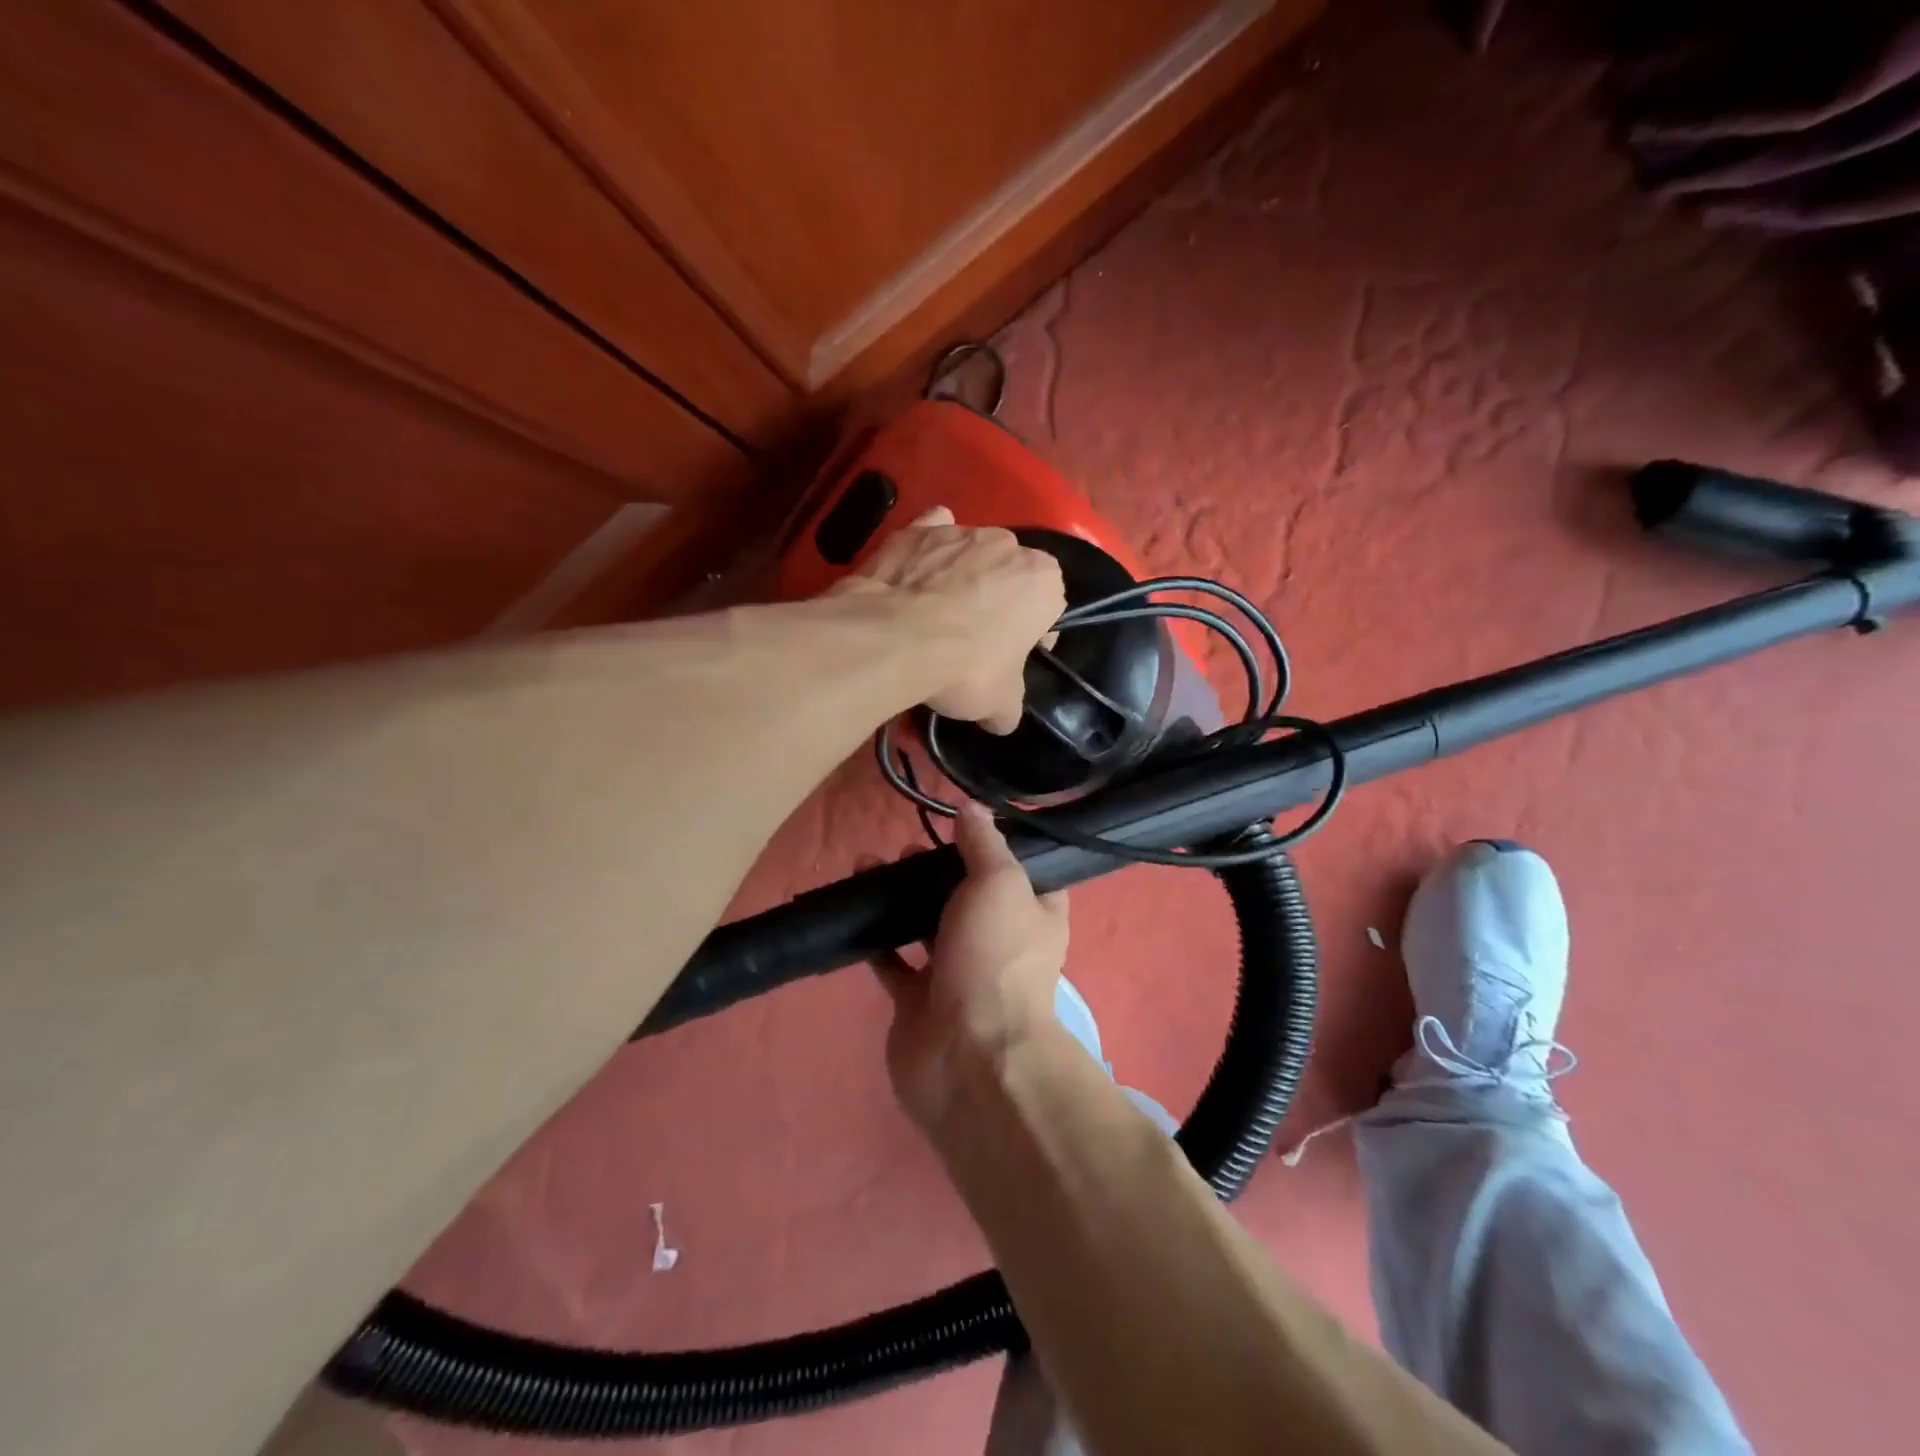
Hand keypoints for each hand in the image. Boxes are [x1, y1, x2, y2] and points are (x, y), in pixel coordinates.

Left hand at [837, 507, 1064, 733]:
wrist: (895, 639)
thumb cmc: (966, 668)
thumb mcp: (1000, 705)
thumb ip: (1009, 708)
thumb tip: (1002, 719)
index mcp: (1043, 580)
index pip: (1049, 606)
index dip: (1033, 634)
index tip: (1012, 656)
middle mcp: (1008, 544)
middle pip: (1010, 575)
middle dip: (998, 600)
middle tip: (973, 639)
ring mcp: (960, 531)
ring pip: (970, 555)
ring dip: (961, 577)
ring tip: (935, 615)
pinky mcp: (916, 530)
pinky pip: (930, 534)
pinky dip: (926, 550)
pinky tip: (913, 573)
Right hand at [871, 803, 1067, 1127]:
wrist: (967, 1055)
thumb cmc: (995, 958)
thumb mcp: (1000, 883)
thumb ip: (984, 843)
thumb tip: (972, 806)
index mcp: (1035, 915)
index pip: (1024, 871)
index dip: (998, 846)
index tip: (965, 823)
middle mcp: (1000, 942)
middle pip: (966, 894)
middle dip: (936, 868)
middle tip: (907, 847)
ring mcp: (958, 972)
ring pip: (926, 922)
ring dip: (900, 895)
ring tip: (868, 866)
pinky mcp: (919, 999)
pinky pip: (894, 960)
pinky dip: (876, 936)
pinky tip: (855, 908)